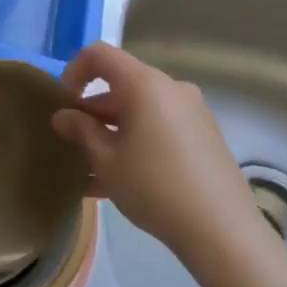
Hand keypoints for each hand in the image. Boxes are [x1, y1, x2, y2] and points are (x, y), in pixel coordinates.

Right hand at [50, 42, 252, 249]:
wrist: (223, 232)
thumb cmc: (154, 187)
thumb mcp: (106, 160)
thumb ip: (81, 131)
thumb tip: (63, 116)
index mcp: (144, 84)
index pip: (99, 54)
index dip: (74, 72)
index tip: (65, 105)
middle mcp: (170, 88)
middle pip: (121, 85)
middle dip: (93, 112)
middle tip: (75, 145)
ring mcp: (192, 112)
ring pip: (140, 110)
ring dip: (113, 132)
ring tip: (92, 171)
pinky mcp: (205, 136)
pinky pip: (160, 127)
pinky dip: (137, 142)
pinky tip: (121, 181)